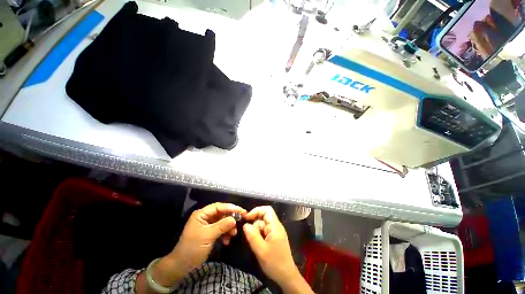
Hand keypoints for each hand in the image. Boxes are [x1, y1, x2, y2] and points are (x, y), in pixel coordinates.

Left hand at [170, 202, 246, 270]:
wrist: (182, 266)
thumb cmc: (192, 248)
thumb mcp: (207, 236)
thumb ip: (222, 226)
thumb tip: (235, 219)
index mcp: (202, 214)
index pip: (218, 207)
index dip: (230, 208)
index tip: (242, 211)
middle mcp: (205, 217)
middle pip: (222, 213)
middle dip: (231, 218)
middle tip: (241, 221)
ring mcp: (208, 225)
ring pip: (223, 221)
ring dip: (229, 227)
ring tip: (233, 234)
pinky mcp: (211, 232)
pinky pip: (221, 229)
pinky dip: (226, 233)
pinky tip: (227, 240)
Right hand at [243, 206, 312, 293]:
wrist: (286, 277)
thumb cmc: (275, 263)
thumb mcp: (261, 250)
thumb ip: (252, 236)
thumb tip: (245, 224)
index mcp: (275, 226)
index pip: (267, 210)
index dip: (256, 211)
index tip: (246, 218)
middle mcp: (276, 226)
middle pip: (263, 217)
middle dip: (255, 224)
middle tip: (249, 235)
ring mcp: (275, 232)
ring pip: (263, 225)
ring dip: (256, 231)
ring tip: (255, 244)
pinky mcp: (274, 238)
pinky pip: (264, 232)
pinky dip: (259, 235)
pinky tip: (257, 245)